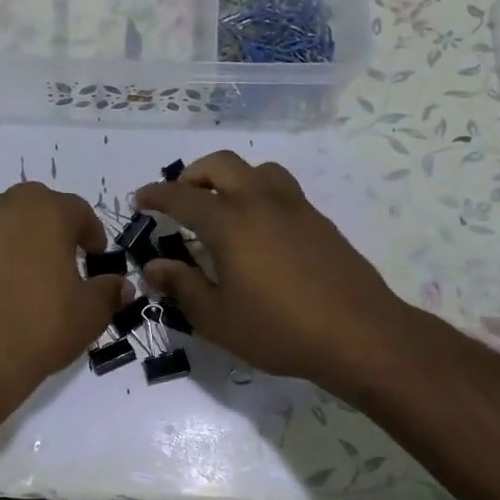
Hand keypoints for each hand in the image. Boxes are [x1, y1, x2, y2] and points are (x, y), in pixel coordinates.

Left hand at [0, 182, 127, 396]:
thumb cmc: (42, 326)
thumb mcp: (91, 313)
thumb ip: (108, 292)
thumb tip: (120, 286)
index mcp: (47, 213)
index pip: (77, 209)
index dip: (91, 232)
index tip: (95, 256)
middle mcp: (6, 209)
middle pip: (36, 205)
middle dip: (52, 225)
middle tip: (62, 257)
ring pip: (2, 222)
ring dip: (19, 239)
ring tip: (28, 275)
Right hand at [135, 152, 413, 392]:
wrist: (360, 334)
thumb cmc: (279, 329)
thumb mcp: (217, 318)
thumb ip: (182, 286)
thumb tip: (154, 267)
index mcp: (230, 222)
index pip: (181, 197)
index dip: (155, 195)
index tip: (139, 199)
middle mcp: (260, 201)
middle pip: (221, 164)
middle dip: (192, 175)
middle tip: (179, 199)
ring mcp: (295, 207)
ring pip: (257, 170)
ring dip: (231, 178)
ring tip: (222, 207)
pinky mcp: (319, 221)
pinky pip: (281, 189)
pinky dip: (259, 194)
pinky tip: (259, 230)